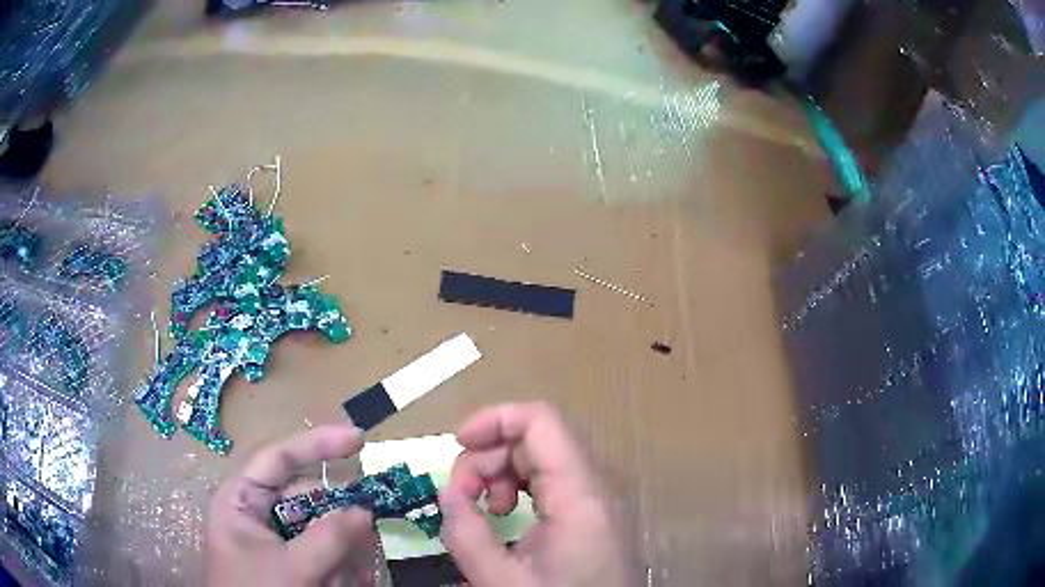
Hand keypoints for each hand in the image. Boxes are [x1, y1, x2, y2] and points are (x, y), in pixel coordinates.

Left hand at [206, 424, 374, 586]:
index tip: (359, 440)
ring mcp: (270, 539)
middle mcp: (254, 512)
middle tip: (369, 529)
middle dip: (338, 517)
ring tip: (350, 575)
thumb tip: (365, 510)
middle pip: (304, 497)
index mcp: (240, 499)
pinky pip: (317, 552)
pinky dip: (337, 565)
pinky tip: (347, 582)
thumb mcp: (293, 568)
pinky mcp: (284, 561)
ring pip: (316, 529)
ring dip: (341, 550)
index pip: (278, 457)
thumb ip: (329, 538)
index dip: (317, 443)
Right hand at [440, 402, 638, 586]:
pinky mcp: (587, 516)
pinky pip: (547, 484)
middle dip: (488, 456)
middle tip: (461, 497)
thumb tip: (447, 493)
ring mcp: (592, 502)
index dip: (495, 419)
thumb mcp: (503, 582)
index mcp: (580, 496)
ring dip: (499, 474)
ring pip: (539, 460)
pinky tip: (503, 516)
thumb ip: (468, 536)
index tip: (457, 443)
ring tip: (483, 511)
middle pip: (535, 440)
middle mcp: (592, 488)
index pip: (541, 422)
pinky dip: (516, 490)